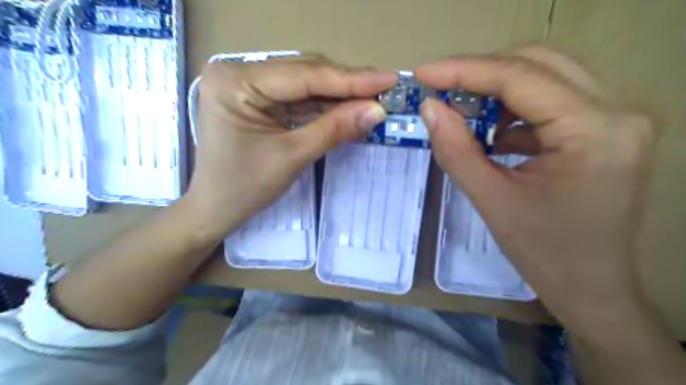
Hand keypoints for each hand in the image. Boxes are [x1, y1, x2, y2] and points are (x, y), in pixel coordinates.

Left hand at [186, 56, 397, 243]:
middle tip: (386, 89)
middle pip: (305, 75)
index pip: (304, 75)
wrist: (216, 209)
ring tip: (374, 99)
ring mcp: (248, 86)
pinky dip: (325, 107)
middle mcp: (240, 74)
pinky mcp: (258, 100)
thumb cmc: (244, 187)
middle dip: (347, 86)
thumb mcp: (292, 157)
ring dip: (339, 96)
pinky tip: (350, 108)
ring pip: (305, 86)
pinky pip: (298, 99)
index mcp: (236, 82)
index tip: (388, 80)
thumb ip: (334, 129)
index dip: (350, 79)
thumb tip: (377, 111)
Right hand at [415, 46, 655, 336]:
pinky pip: (550, 101)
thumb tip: (429, 107)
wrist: (592, 289)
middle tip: (439, 88)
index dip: (463, 70)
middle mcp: (617, 111)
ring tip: (461, 111)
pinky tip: (490, 132)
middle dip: (480, 73)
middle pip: (537, 64)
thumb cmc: (544, 254)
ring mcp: (614, 118)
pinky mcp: (603, 130)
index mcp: (594, 130)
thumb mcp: (491, 201)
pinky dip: (512, 110)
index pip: (520, 77)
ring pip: (544, 77)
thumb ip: (456, 150)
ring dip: (496, 90)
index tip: (422, 74)